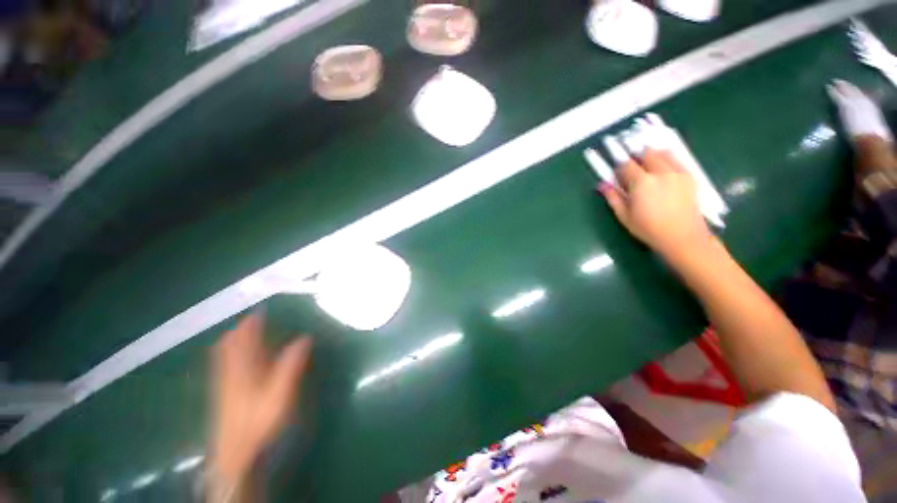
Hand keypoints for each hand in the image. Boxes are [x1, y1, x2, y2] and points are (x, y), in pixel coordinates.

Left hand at [210, 314, 312, 484]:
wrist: (235, 451)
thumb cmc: (259, 419)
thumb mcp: (280, 392)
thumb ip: (291, 364)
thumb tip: (305, 338)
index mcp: (243, 367)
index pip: (244, 338)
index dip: (251, 322)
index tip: (260, 309)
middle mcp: (230, 370)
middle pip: (230, 343)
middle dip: (240, 329)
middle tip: (254, 318)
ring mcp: (224, 382)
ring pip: (224, 353)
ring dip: (234, 339)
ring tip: (246, 331)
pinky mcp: (223, 392)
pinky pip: (223, 364)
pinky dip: (230, 353)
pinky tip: (239, 357)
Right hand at [599, 149, 712, 260]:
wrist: (682, 236)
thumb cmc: (648, 229)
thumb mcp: (624, 216)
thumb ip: (613, 198)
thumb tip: (602, 185)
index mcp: (641, 183)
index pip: (626, 165)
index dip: (619, 169)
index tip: (617, 177)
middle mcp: (660, 172)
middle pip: (645, 154)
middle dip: (636, 159)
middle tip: (631, 170)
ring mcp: (677, 172)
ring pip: (662, 153)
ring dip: (651, 156)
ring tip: (647, 167)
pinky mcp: (689, 176)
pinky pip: (676, 159)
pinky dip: (667, 159)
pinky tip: (662, 171)